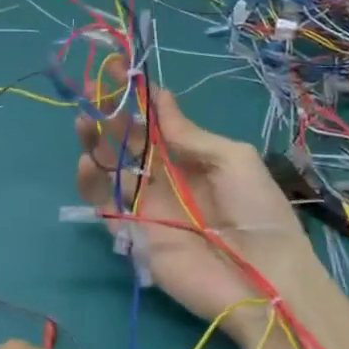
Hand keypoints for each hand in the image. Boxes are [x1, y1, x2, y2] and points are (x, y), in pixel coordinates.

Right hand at [75, 85, 315, 321]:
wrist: (265, 279)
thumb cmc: (257, 210)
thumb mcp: (233, 159)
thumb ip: (189, 134)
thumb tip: (160, 96)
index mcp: (193, 156)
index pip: (157, 120)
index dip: (138, 96)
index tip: (117, 69)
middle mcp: (167, 176)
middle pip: (130, 140)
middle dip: (112, 115)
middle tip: (93, 93)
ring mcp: (148, 204)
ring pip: (112, 168)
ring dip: (96, 143)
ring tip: (84, 121)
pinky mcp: (134, 232)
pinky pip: (106, 204)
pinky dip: (92, 183)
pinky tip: (88, 161)